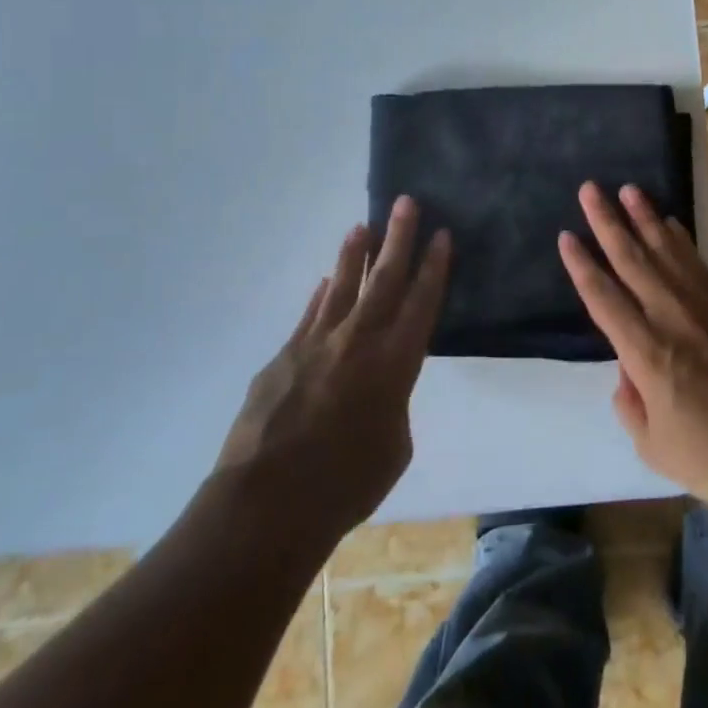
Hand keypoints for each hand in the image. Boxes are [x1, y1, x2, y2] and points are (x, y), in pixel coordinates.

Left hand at [216, 196, 449, 540]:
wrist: (266, 505)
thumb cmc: (345, 486)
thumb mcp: (394, 448)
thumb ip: (392, 407)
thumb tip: (376, 392)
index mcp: (395, 363)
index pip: (421, 302)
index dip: (434, 266)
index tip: (441, 234)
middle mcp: (359, 341)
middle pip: (385, 279)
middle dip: (399, 238)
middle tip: (406, 202)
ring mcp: (316, 344)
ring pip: (342, 286)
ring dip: (355, 254)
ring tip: (363, 226)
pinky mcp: (283, 356)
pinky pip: (310, 315)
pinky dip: (322, 295)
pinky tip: (327, 281)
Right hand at [558, 181, 707, 522]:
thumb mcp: (653, 447)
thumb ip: (630, 404)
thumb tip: (626, 371)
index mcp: (646, 353)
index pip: (603, 298)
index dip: (582, 265)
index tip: (566, 235)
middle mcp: (673, 319)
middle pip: (632, 261)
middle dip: (608, 222)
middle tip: (590, 189)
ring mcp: (706, 309)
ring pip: (667, 252)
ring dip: (645, 218)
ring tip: (628, 189)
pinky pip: (698, 265)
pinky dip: (681, 241)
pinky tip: (670, 224)